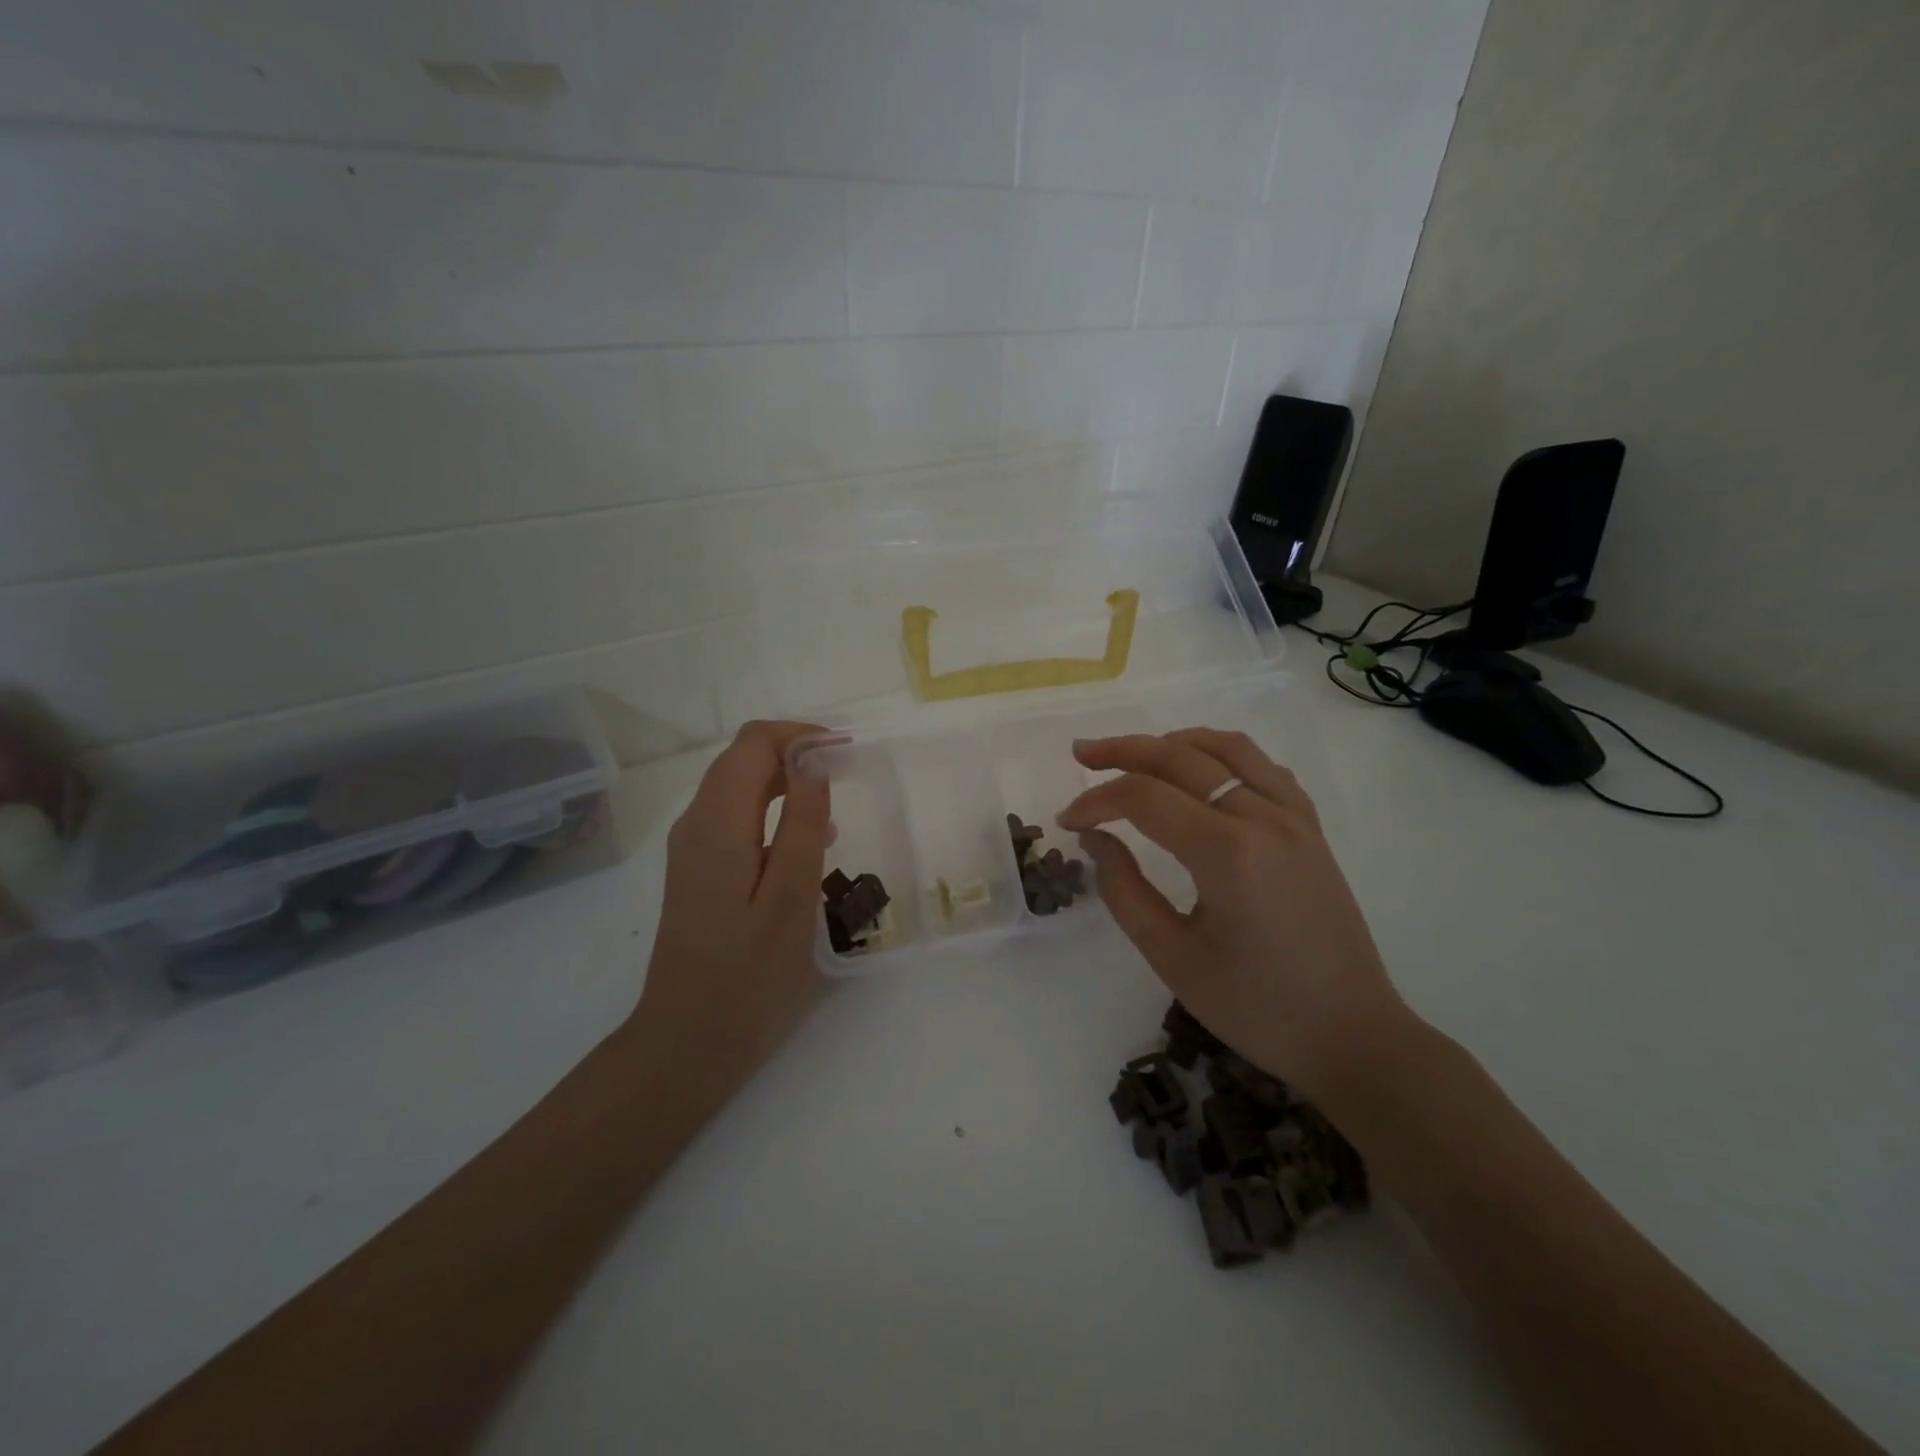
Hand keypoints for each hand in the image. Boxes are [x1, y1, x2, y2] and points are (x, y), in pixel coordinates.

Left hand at [632, 720, 832, 1087]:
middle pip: (743, 758)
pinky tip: (806, 840)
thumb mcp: (791, 897)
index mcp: (718, 824)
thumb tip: (814, 759)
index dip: (801, 735)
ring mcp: (692, 846)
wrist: (688, 1040)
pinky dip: (772, 808)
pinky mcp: (697, 868)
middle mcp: (696, 823)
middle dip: (796, 752)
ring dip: (786, 779)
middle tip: (848, 772)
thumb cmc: (748, 975)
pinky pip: (735, 815)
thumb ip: (804, 823)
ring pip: (738, 784)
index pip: (754, 743)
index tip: (847, 751)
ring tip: (835, 803)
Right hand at [1058, 728, 1409, 1099]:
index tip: (1067, 821)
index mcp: (1227, 854)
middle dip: (1124, 751)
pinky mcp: (1311, 828)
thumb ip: (1124, 890)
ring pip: (1228, 749)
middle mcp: (1264, 819)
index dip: (1097, 801)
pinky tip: (1202, 771)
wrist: (1350, 1035)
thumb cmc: (1255, 1007)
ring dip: (1174, 742)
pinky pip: (1264, 768)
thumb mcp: (1172, 957)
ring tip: (1136, 753)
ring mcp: (1294, 819)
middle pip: (1182, 758)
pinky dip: (1223, 755)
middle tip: (1081, 754)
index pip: (1145, 798)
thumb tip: (1095, 837)